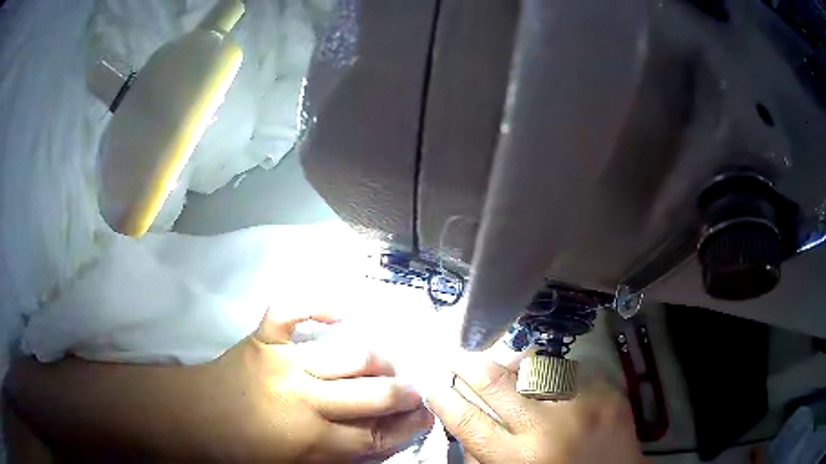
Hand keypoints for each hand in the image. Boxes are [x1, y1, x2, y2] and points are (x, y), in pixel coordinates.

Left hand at [188, 308, 435, 461]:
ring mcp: (283, 363)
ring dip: (379, 357)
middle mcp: (305, 402)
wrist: (197, 418)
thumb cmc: (244, 451)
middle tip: (415, 389)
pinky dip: (320, 303)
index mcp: (312, 442)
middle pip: (373, 395)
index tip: (424, 416)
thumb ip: (340, 455)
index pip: (376, 435)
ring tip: (387, 361)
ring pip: (349, 354)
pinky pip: (293, 310)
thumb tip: (380, 437)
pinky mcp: (263, 338)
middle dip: (405, 392)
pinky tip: (344, 310)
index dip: (407, 427)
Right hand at [426, 355, 644, 463]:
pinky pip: (569, 369)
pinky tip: (552, 385)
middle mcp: (550, 428)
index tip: (432, 385)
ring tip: (509, 371)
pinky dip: (553, 375)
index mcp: (520, 459)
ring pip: (534, 366)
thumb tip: (462, 419)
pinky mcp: (609, 391)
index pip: (468, 420)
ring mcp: (585, 404)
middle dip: (467, 365)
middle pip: (496, 382)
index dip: (444, 399)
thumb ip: (482, 456)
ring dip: (514, 367)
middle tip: (455, 357)